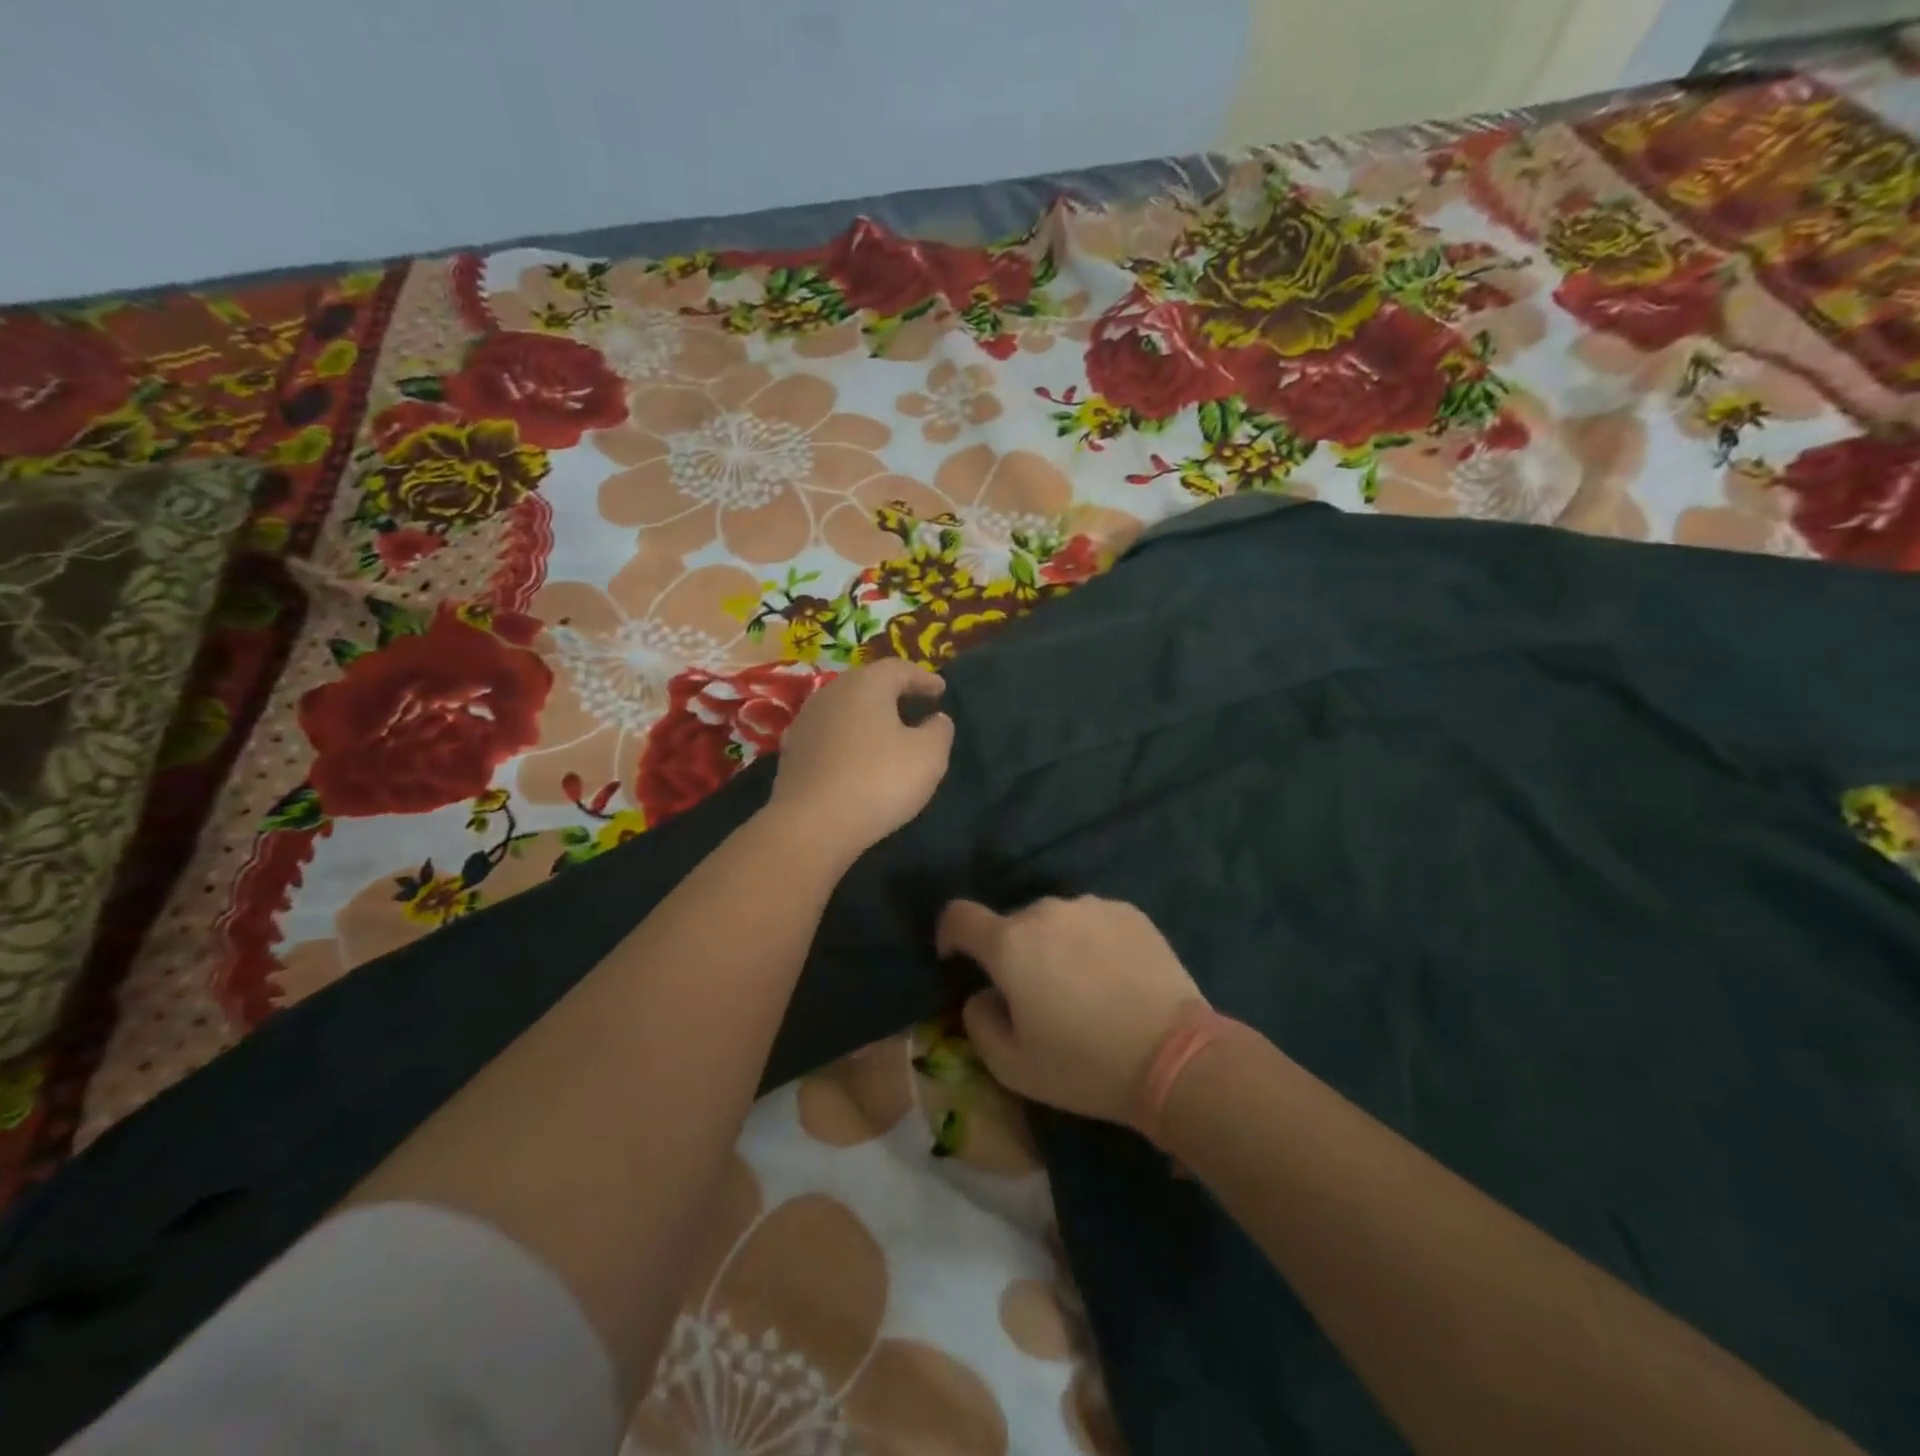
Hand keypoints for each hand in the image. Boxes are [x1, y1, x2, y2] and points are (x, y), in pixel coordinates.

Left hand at [770, 659, 953, 865]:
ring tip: (891, 734)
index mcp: (866, 684)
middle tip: (917, 707)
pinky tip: (860, 758)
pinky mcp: (794, 751)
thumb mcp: (929, 755)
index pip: (900, 669)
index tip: (941, 691)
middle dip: (895, 694)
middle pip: (869, 684)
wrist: (812, 824)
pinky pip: (831, 735)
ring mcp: (807, 721)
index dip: (924, 678)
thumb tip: (936, 719)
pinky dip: (850, 739)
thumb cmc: (879, 780)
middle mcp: (832, 692)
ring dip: (870, 717)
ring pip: (847, 709)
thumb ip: (939, 730)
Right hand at [936, 896, 1204, 1125]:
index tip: (958, 959)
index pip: (959, 915)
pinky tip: (1113, 978)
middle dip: (1012, 953)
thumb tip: (983, 994)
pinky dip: (1090, 942)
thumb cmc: (1084, 1065)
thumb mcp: (1011, 1065)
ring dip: (1054, 946)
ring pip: (1055, 922)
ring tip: (1082, 988)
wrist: (1173, 1055)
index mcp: (1009, 943)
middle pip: (1012, 924)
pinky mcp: (1129, 912)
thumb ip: (978, 1021)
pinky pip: (1092, 921)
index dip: (950, 934)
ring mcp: (1091, 906)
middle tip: (1036, 997)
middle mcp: (1046, 911)